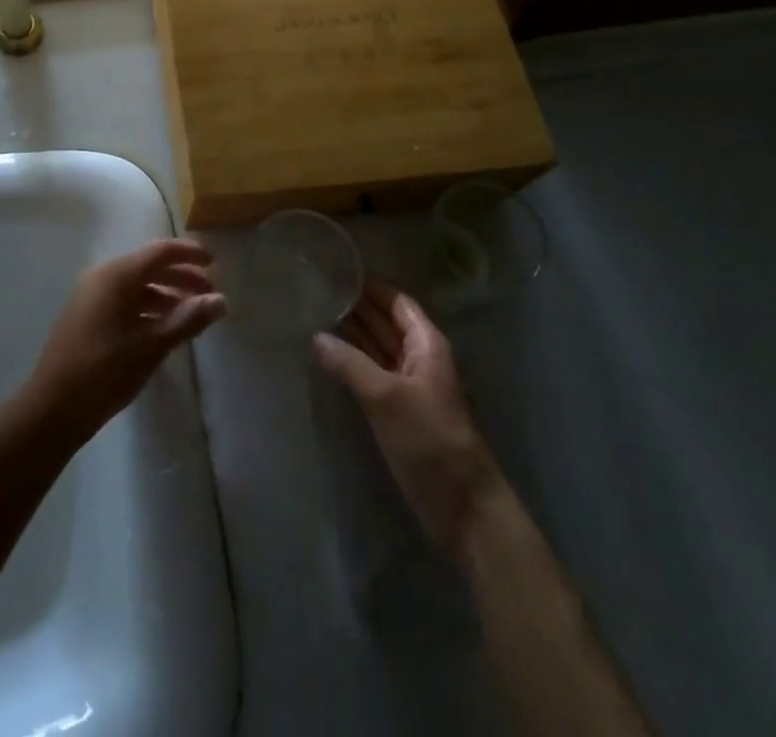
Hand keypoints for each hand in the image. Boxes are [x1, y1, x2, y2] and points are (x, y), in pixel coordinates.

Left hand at [22, 239, 226, 448]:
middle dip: (181, 277)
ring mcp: (91, 297)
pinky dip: (147, 308)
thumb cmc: (104, 371)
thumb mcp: (151, 346)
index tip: (215, 261)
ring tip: (191, 315)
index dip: (189, 253)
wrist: (52, 408)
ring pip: (137, 286)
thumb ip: (187, 320)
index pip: (160, 251)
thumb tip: (221, 300)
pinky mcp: (86, 316)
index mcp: (117, 275)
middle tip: (210, 293)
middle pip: (149, 266)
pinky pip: (124, 301)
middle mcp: (102, 277)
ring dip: (166, 295)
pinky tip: (163, 329)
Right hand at [314, 277, 503, 550]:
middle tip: (316, 289)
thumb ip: (349, 364)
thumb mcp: (386, 397)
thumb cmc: (430, 440)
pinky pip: (371, 374)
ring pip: (377, 348)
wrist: (463, 507)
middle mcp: (418, 358)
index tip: (337, 269)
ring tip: (313, 315)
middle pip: (385, 322)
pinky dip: (351, 362)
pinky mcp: (398, 411)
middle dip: (355, 307)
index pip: (397, 302)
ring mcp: (408, 386)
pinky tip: (326, 356)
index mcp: (426, 345)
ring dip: (350, 334)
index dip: (370, 285)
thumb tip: (315, 336)